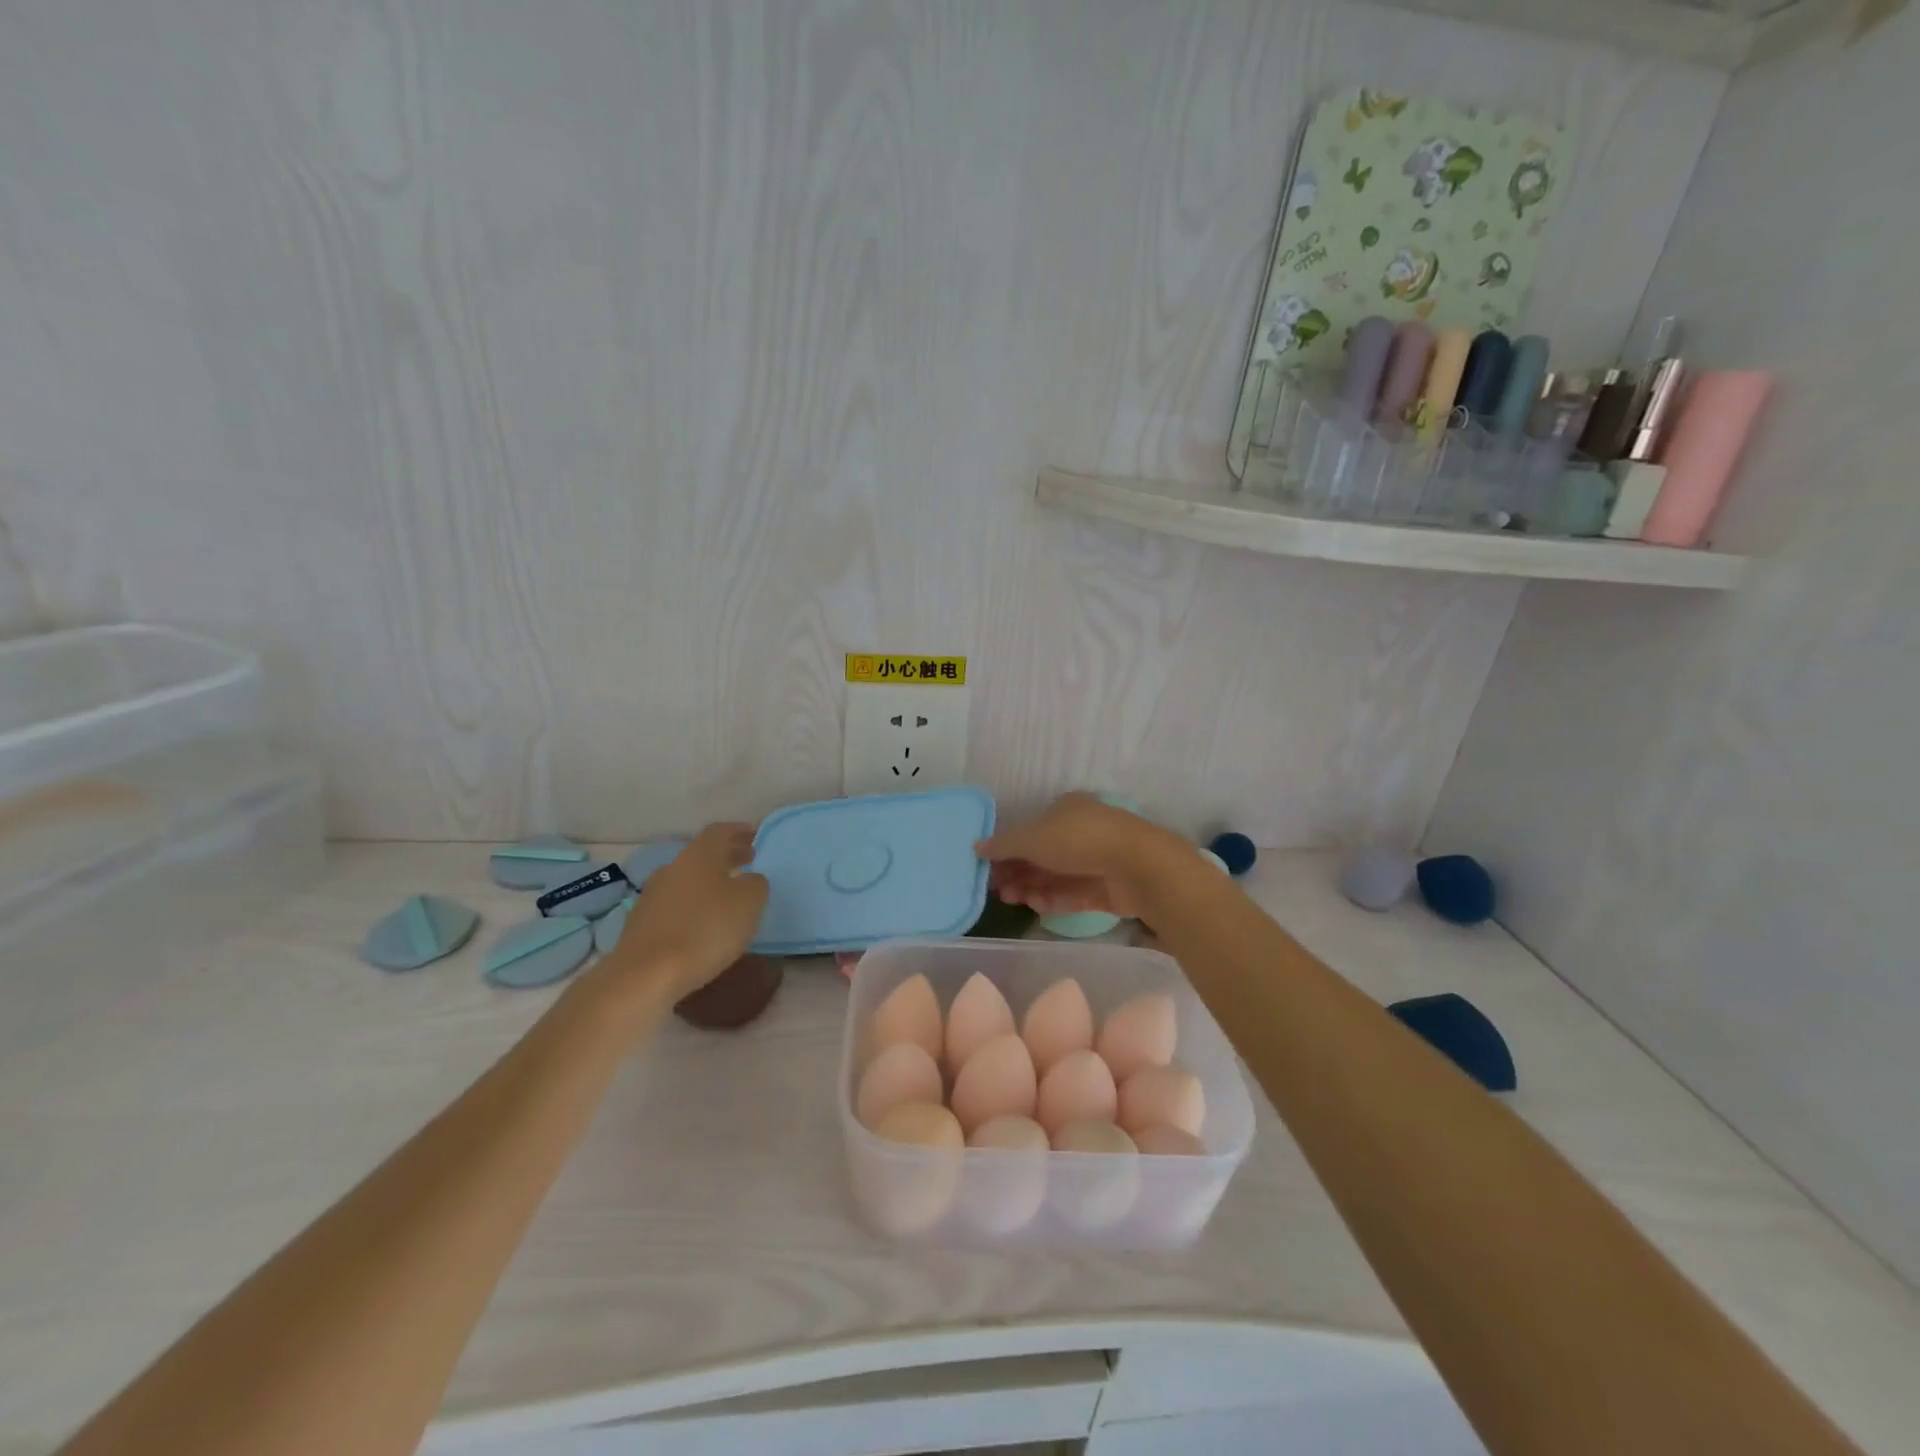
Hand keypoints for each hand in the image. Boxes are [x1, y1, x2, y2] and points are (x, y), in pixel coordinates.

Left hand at [609, 823, 767, 1002]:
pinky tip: (704, 922)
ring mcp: (652, 896)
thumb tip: (749, 879)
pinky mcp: (642, 923)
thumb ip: (755, 884)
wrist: (646, 974)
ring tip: (729, 895)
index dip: (739, 831)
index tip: (755, 836)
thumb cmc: (706, 929)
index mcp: (698, 855)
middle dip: (727, 856)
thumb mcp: (749, 902)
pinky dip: (694, 905)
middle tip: (748, 861)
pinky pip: (675, 904)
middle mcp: (673, 868)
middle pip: (702, 855)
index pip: (720, 831)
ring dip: (709, 882)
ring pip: (688, 879)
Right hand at [976, 793, 1184, 920]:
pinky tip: (1035, 906)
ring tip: (1013, 900)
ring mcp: (1097, 860)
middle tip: (998, 890)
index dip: (1009, 848)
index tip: (989, 868)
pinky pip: (1074, 894)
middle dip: (1018, 872)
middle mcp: (1082, 831)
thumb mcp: (1032, 837)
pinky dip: (1054, 899)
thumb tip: (976, 846)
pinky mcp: (1107, 888)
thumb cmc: (1079, 839)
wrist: (1138, 865)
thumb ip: (1003, 844)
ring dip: (1032, 887)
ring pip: (1057, 876)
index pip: (1031, 829)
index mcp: (1066, 809)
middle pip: (1043, 855)